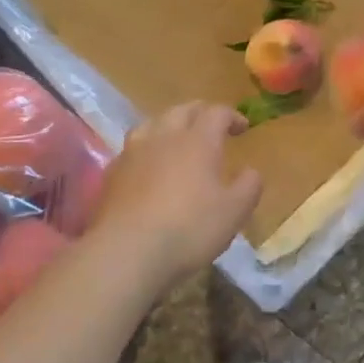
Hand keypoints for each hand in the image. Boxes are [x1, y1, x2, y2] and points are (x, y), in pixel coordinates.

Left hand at [88, 104, 261, 283]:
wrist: (126, 252)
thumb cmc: (189, 229)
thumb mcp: (234, 212)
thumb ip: (249, 186)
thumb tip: (251, 171)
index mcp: (198, 140)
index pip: (217, 112)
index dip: (232, 116)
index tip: (243, 128)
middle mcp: (164, 137)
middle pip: (182, 110)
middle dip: (201, 113)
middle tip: (212, 126)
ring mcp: (133, 153)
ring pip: (152, 123)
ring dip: (170, 126)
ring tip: (177, 140)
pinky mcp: (112, 173)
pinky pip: (132, 149)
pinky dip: (147, 149)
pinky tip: (149, 167)